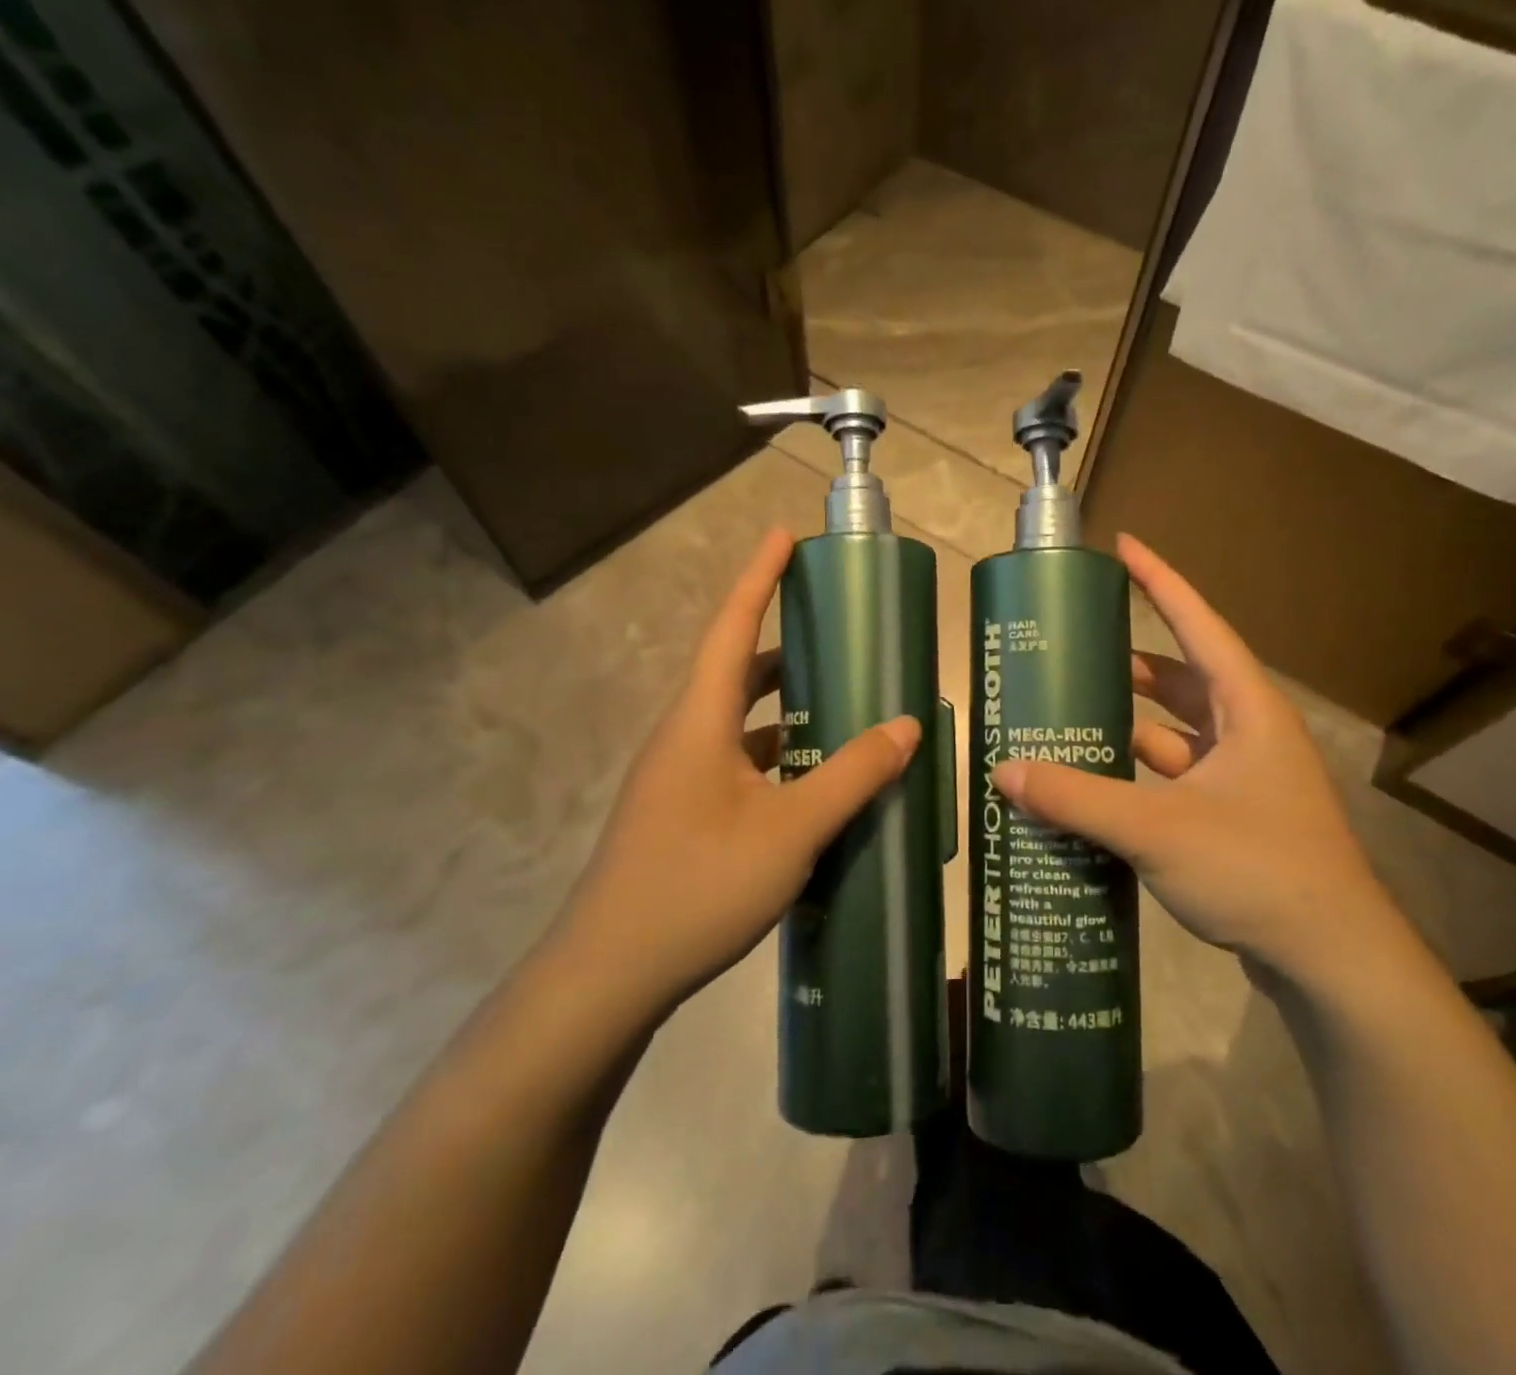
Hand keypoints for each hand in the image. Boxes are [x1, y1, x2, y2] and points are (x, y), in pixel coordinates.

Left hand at [549, 528, 920, 1020]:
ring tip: (842, 709)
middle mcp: (684, 739)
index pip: (732, 628)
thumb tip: (907, 725)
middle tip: (838, 636)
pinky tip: (813, 787)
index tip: (783, 536)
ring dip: (785, 711)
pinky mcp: (681, 816)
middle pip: (737, 673)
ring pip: (739, 725)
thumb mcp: (791, 831)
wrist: (608, 977)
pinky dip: (777, 760)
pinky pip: (737, 766)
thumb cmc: (697, 887)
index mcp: (700, 722)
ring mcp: (678, 780)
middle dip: (785, 647)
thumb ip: (852, 775)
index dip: (758, 578)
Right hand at [991, 535, 1395, 984]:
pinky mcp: (1234, 817)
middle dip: (1130, 662)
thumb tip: (1004, 773)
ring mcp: (1244, 778)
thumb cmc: (1258, 869)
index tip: (1123, 546)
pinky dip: (1138, 774)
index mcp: (1247, 709)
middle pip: (1182, 678)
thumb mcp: (1158, 829)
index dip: (1160, 581)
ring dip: (1130, 724)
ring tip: (1070, 715)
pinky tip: (1096, 784)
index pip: (1198, 623)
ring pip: (1177, 733)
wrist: (1331, 960)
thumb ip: (1078, 799)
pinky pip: (1175, 777)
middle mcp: (1249, 733)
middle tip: (1073, 650)